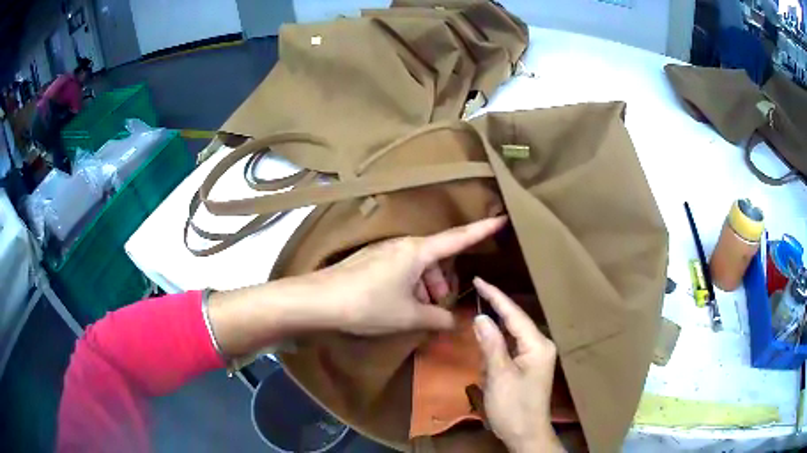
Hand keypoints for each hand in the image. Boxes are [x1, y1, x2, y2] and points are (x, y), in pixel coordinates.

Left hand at [315, 216, 506, 335]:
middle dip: (442, 281)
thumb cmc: (369, 304)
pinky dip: (408, 286)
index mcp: (418, 251)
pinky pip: (401, 269)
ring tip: (418, 312)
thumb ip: (436, 317)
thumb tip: (451, 320)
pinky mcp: (371, 260)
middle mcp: (403, 245)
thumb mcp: (408, 315)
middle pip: (436, 259)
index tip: (502, 217)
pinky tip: (400, 306)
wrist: (319, 300)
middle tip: (439, 306)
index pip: (459, 237)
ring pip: (417, 266)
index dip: (482, 229)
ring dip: (424, 287)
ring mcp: (385, 251)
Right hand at [473, 278, 564, 452]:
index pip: (514, 314)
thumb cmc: (513, 407)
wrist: (526, 434)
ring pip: (510, 337)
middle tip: (474, 299)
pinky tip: (487, 360)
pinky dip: (495, 353)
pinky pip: (509, 350)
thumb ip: (491, 344)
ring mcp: (535, 356)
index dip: (495, 296)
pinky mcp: (528, 366)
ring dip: (492, 342)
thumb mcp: (499, 375)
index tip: (478, 279)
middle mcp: (540, 345)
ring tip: (480, 347)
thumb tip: (481, 317)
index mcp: (537, 344)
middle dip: (493, 316)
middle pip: (513, 322)